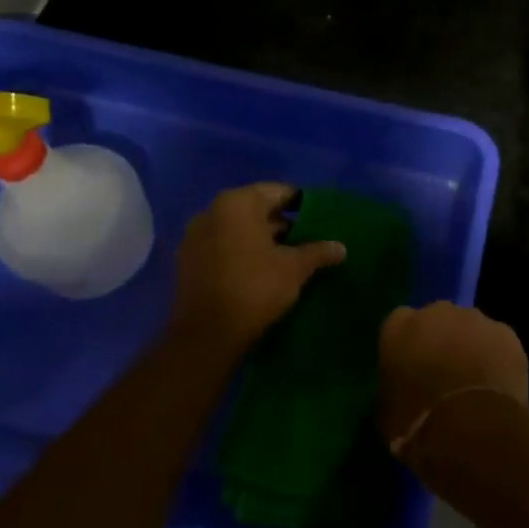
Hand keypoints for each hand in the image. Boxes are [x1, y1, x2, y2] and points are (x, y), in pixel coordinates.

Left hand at [173, 183, 344, 351]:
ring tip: (287, 257)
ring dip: (260, 239)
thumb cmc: (255, 288)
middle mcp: (211, 211)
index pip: (278, 192)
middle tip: (307, 239)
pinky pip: (221, 247)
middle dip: (281, 223)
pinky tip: (260, 271)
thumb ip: (318, 251)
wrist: (206, 335)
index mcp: (238, 203)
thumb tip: (341, 247)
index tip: (319, 218)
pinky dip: (241, 253)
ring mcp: (195, 237)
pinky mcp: (187, 261)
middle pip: (255, 209)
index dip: (301, 203)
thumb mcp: (295, 268)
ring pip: (237, 229)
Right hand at [377, 302, 528, 462]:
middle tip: (444, 374)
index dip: (407, 346)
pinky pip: (498, 342)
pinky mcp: (506, 333)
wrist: (472, 431)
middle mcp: (436, 312)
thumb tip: (403, 390)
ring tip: (474, 384)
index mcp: (398, 326)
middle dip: (440, 340)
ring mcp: (475, 319)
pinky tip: (497, 387)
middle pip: (437, 319)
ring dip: (470, 347)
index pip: (399, 323)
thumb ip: (394, 387)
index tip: (411, 368)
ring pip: (471, 328)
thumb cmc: (418, 426)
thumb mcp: (388, 412)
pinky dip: (497, 358)